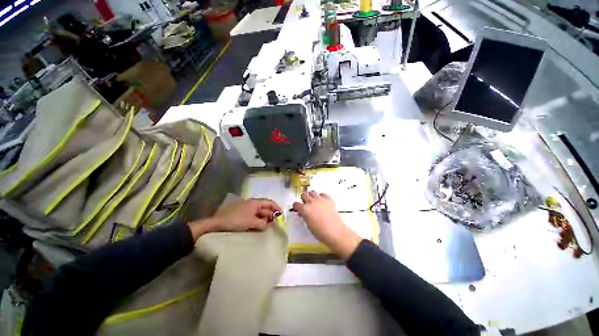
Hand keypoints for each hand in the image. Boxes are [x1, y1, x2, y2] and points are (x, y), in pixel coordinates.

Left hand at [189, 198, 281, 238]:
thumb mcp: (251, 222)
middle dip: (270, 215)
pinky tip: (259, 227)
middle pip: (265, 208)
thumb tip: (269, 225)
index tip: (281, 215)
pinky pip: (254, 216)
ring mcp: (247, 209)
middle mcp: (252, 204)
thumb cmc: (236, 220)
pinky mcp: (242, 215)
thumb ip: (262, 223)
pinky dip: (258, 221)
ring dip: (264, 219)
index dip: (276, 207)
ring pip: (259, 213)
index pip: (269, 202)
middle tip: (274, 224)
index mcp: (255, 202)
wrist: (217, 224)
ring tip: (267, 227)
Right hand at [293, 191, 361, 259]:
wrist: (335, 232)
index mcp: (305, 209)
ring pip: (312, 192)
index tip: (298, 209)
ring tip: (314, 201)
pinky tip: (322, 202)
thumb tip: (304, 213)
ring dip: (311, 196)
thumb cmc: (320, 232)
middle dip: (304, 199)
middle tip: (306, 204)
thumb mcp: (308, 225)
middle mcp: (311, 202)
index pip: (296, 204)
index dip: (296, 206)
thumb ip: (305, 216)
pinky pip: (323, 194)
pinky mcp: (328, 199)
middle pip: (304, 195)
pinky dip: (322, 197)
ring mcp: (320, 199)